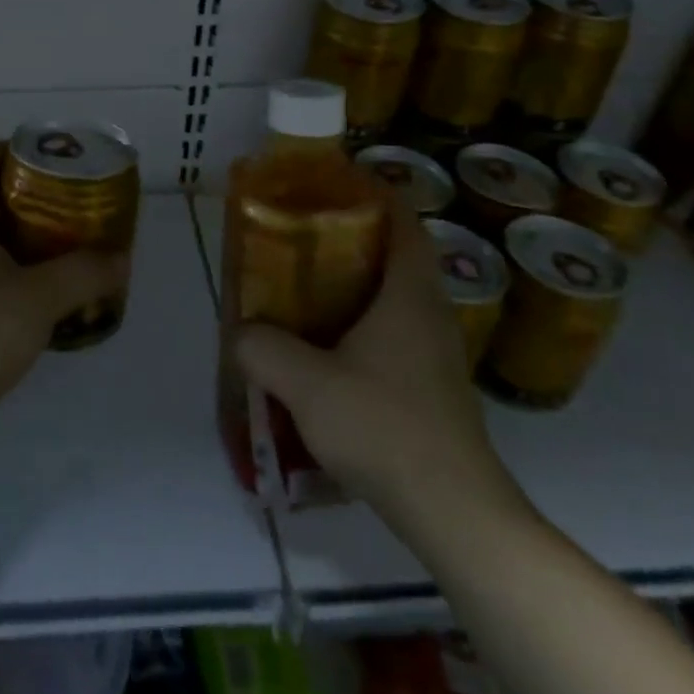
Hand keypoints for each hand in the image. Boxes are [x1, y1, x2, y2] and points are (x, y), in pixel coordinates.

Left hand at [0, 143, 130, 445]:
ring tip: (67, 255)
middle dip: (28, 202)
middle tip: (70, 209)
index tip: (43, 156)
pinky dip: (13, 280)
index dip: (6, 150)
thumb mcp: (39, 298)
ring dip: (23, 245)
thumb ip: (83, 274)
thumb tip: (119, 259)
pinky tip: (43, 304)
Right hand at [233, 203, 524, 525]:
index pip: (403, 221)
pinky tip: (328, 348)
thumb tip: (241, 332)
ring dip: (357, 282)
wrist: (453, 511)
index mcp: (408, 294)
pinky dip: (363, 322)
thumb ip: (264, 349)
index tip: (333, 182)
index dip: (374, 193)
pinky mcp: (433, 386)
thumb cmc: (384, 427)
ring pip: (395, 296)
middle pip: (397, 254)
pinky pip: (396, 332)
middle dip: (353, 236)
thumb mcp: (307, 384)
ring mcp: (436, 352)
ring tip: (306, 285)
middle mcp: (429, 313)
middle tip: (303, 233)